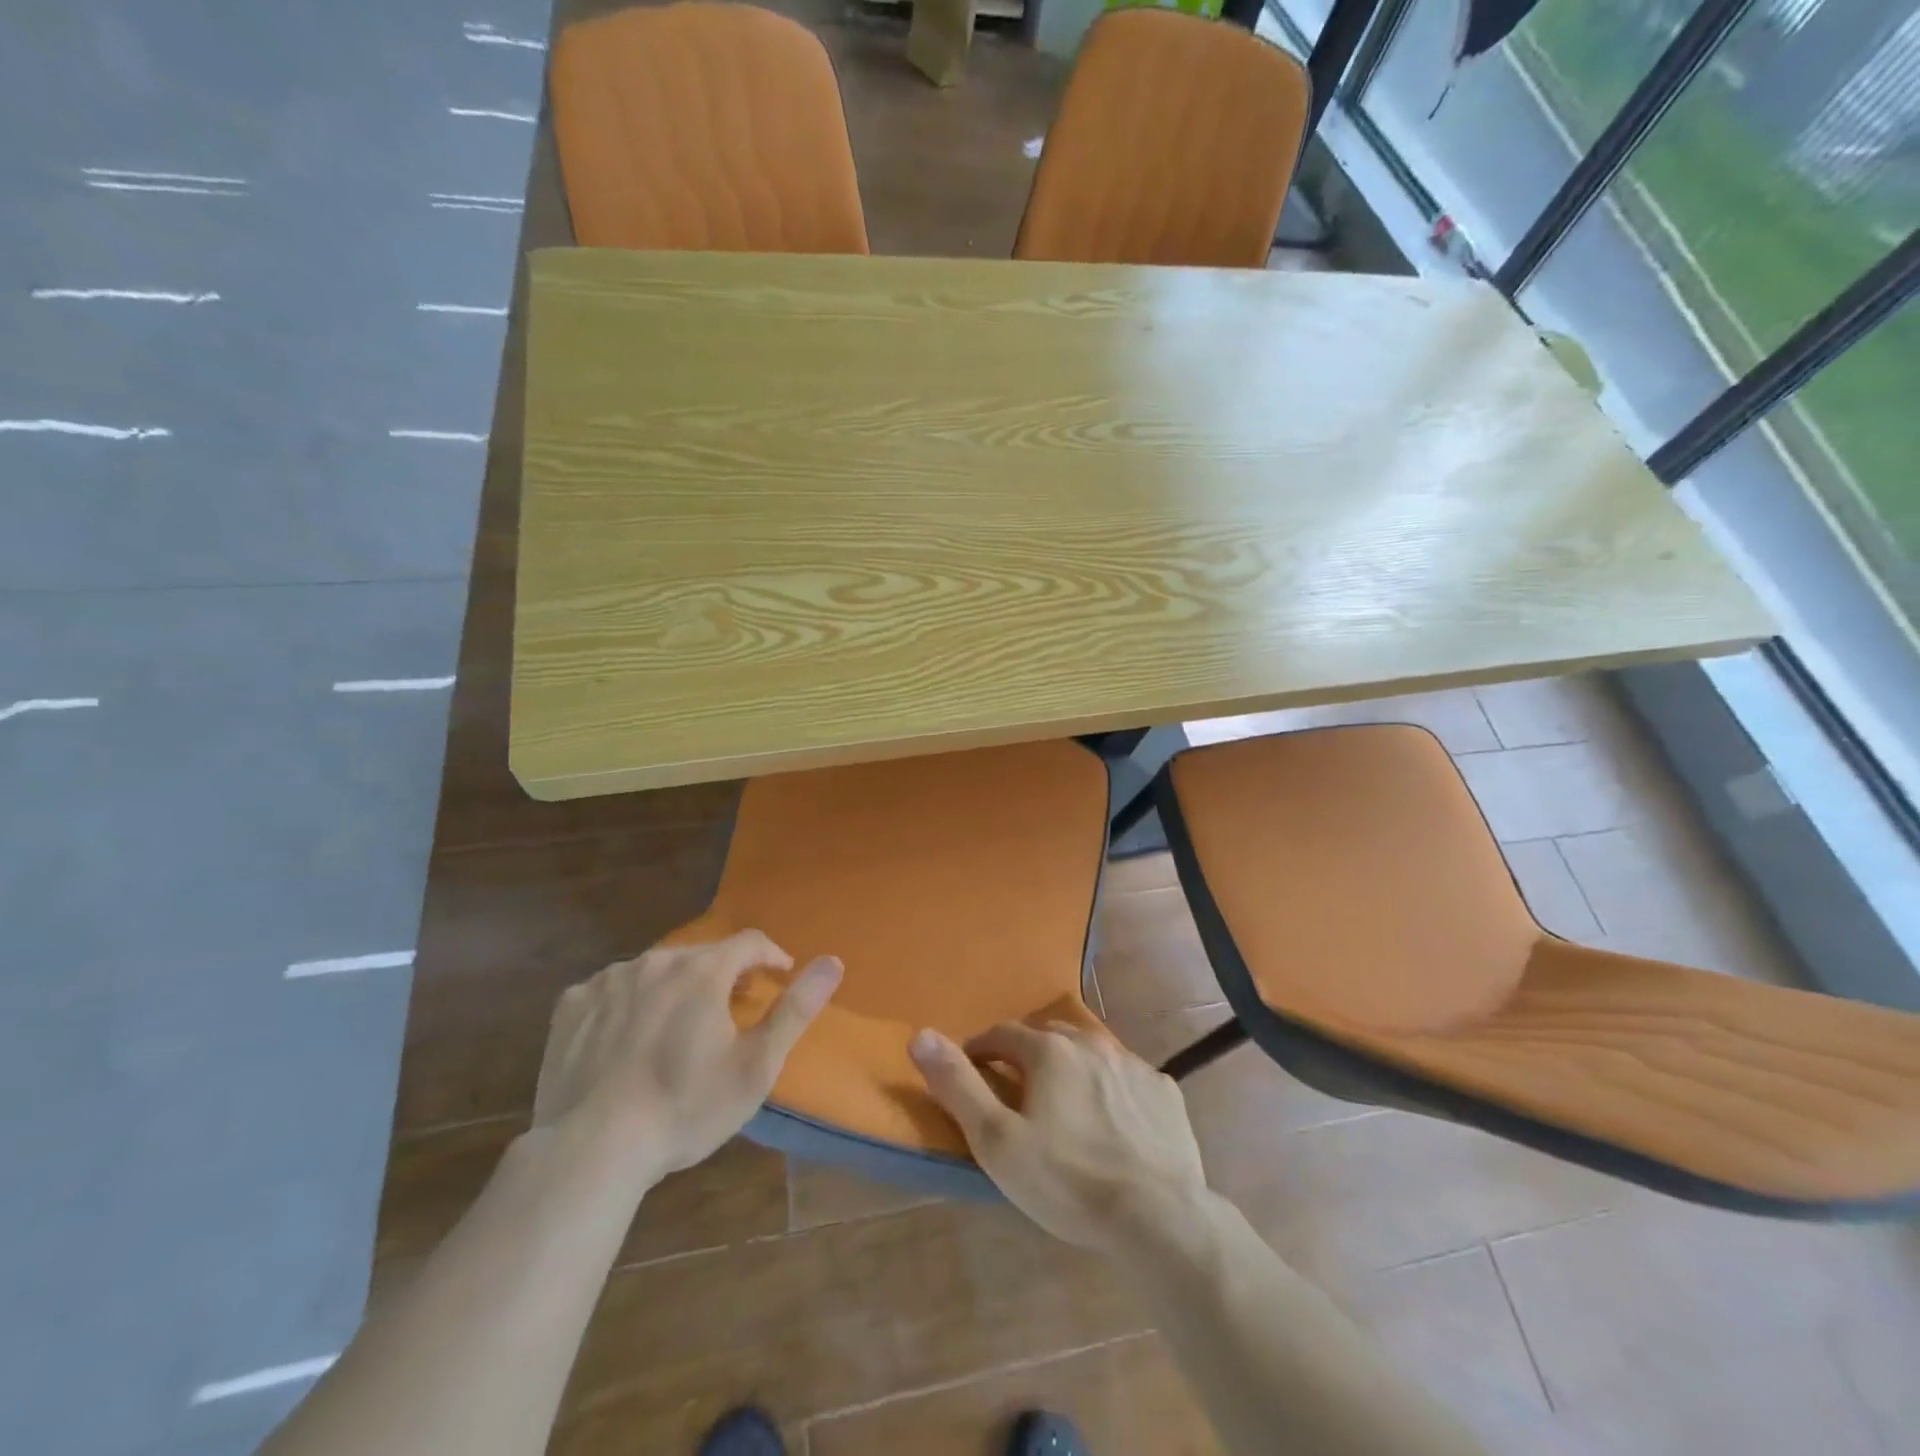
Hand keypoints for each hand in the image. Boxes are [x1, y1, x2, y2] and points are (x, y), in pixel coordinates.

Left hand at [532, 931, 841, 1186]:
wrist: (590, 1152)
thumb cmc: (685, 1108)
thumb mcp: (756, 1065)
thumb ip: (796, 1009)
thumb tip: (834, 961)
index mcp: (702, 971)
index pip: (749, 942)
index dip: (770, 956)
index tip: (779, 975)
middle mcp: (655, 961)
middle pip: (701, 956)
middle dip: (722, 976)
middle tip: (730, 1013)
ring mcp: (608, 981)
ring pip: (655, 971)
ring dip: (675, 989)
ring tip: (677, 1030)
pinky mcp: (571, 1005)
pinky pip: (612, 990)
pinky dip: (628, 1004)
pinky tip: (626, 1040)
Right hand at [910, 1019, 1207, 1250]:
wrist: (1159, 1216)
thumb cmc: (1067, 1180)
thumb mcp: (997, 1141)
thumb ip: (957, 1085)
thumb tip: (920, 1035)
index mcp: (1049, 1050)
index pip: (1002, 1033)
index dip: (981, 1049)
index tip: (973, 1070)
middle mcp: (1091, 1043)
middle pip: (1048, 1035)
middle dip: (1026, 1053)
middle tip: (1017, 1089)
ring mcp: (1133, 1064)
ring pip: (1090, 1052)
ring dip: (1070, 1066)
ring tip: (1064, 1103)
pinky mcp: (1164, 1090)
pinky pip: (1128, 1076)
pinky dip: (1112, 1087)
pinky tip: (1113, 1120)